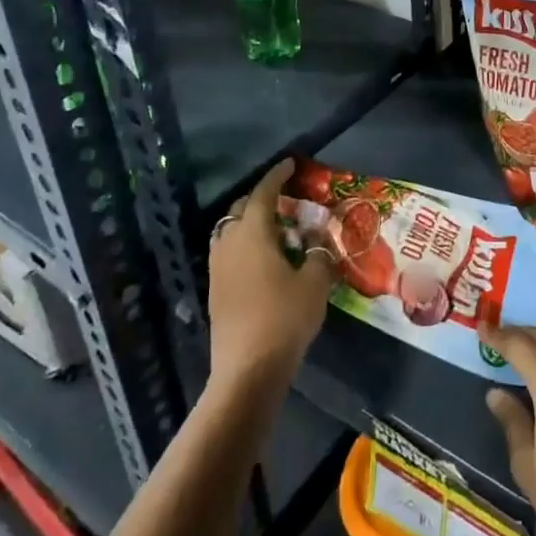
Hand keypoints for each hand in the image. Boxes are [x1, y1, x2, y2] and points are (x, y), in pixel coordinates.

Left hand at [207, 159, 336, 394]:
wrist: (247, 371)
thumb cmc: (284, 319)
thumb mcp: (315, 283)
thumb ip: (320, 253)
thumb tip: (319, 239)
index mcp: (253, 234)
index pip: (263, 193)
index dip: (277, 175)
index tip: (290, 163)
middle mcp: (229, 244)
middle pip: (241, 208)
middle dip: (262, 198)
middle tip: (286, 198)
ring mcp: (218, 268)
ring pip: (230, 231)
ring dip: (250, 222)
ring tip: (275, 229)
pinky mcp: (215, 291)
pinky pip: (228, 252)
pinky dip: (245, 244)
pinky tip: (264, 259)